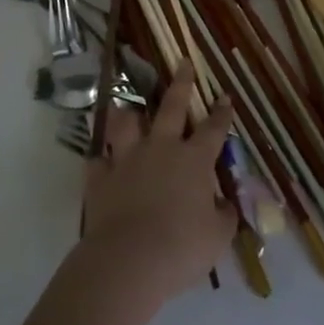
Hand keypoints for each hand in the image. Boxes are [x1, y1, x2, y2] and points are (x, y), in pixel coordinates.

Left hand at [78, 76, 237, 308]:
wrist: (129, 261)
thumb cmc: (182, 247)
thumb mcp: (217, 236)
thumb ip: (223, 215)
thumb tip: (224, 205)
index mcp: (195, 160)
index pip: (213, 129)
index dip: (222, 112)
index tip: (225, 97)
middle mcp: (162, 149)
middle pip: (172, 107)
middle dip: (181, 83)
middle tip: (183, 62)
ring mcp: (128, 160)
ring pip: (127, 125)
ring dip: (129, 115)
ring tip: (128, 107)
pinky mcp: (100, 179)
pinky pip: (98, 162)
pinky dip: (101, 160)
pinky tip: (101, 161)